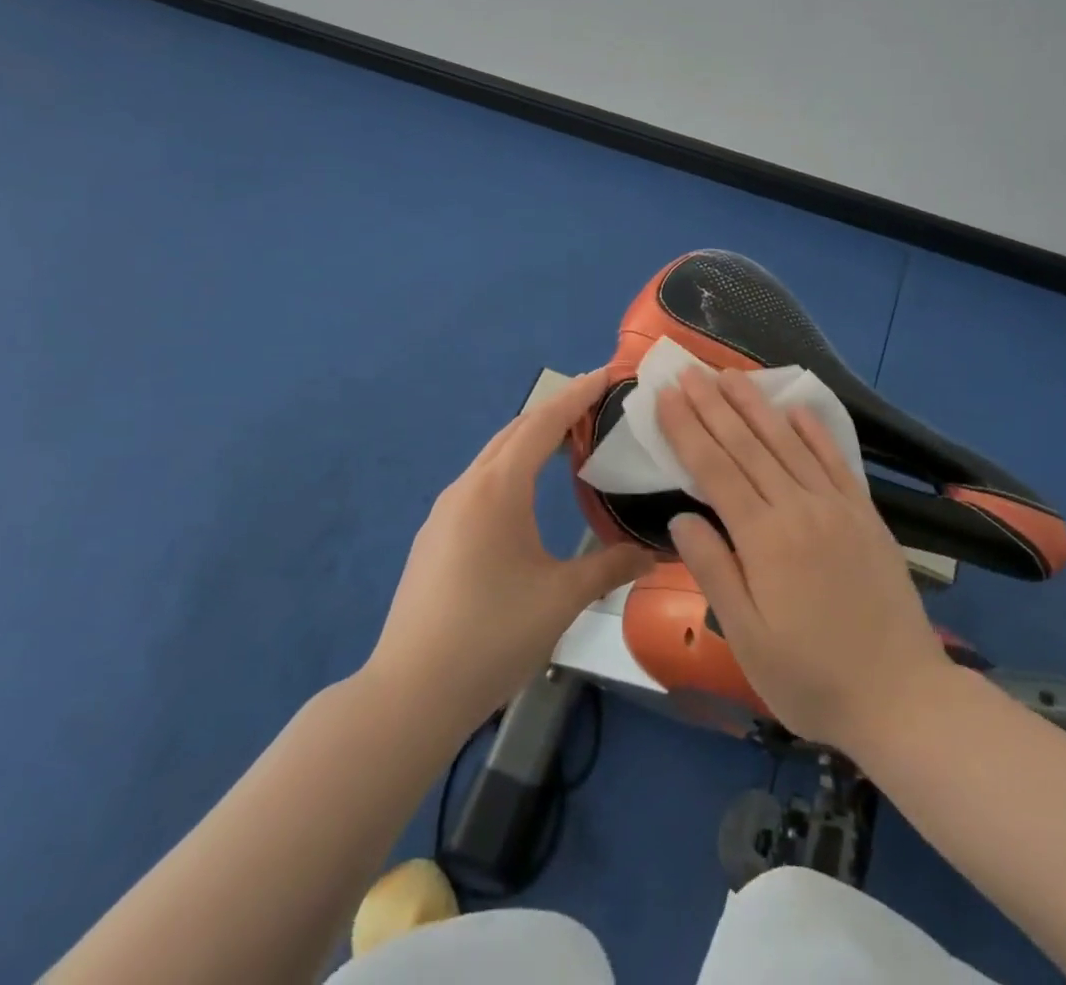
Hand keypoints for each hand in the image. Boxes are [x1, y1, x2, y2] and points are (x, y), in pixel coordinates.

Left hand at [370, 369, 654, 726]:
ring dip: (531, 441)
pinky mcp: (434, 536)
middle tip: (597, 407)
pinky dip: (511, 469)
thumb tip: (654, 552)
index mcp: (498, 488)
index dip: (577, 395)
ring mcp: (444, 511)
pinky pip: (480, 482)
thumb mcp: (562, 598)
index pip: (543, 423)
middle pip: (516, 431)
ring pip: (495, 456)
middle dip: (556, 412)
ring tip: (570, 445)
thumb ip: (611, 566)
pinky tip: (528, 496)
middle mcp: (467, 487)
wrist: (411, 692)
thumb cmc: (492, 634)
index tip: (607, 373)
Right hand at [656, 366, 953, 752]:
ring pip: (787, 442)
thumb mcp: (747, 637)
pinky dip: (813, 430)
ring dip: (756, 405)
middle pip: (747, 445)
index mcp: (764, 538)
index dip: (687, 429)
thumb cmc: (811, 678)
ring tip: (730, 375)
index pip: (715, 468)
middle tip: (688, 370)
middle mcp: (799, 507)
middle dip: (713, 405)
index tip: (665, 396)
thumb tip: (681, 517)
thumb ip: (713, 570)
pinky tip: (796, 409)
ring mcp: (837, 506)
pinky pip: (835, 460)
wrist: (902, 697)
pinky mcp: (865, 514)